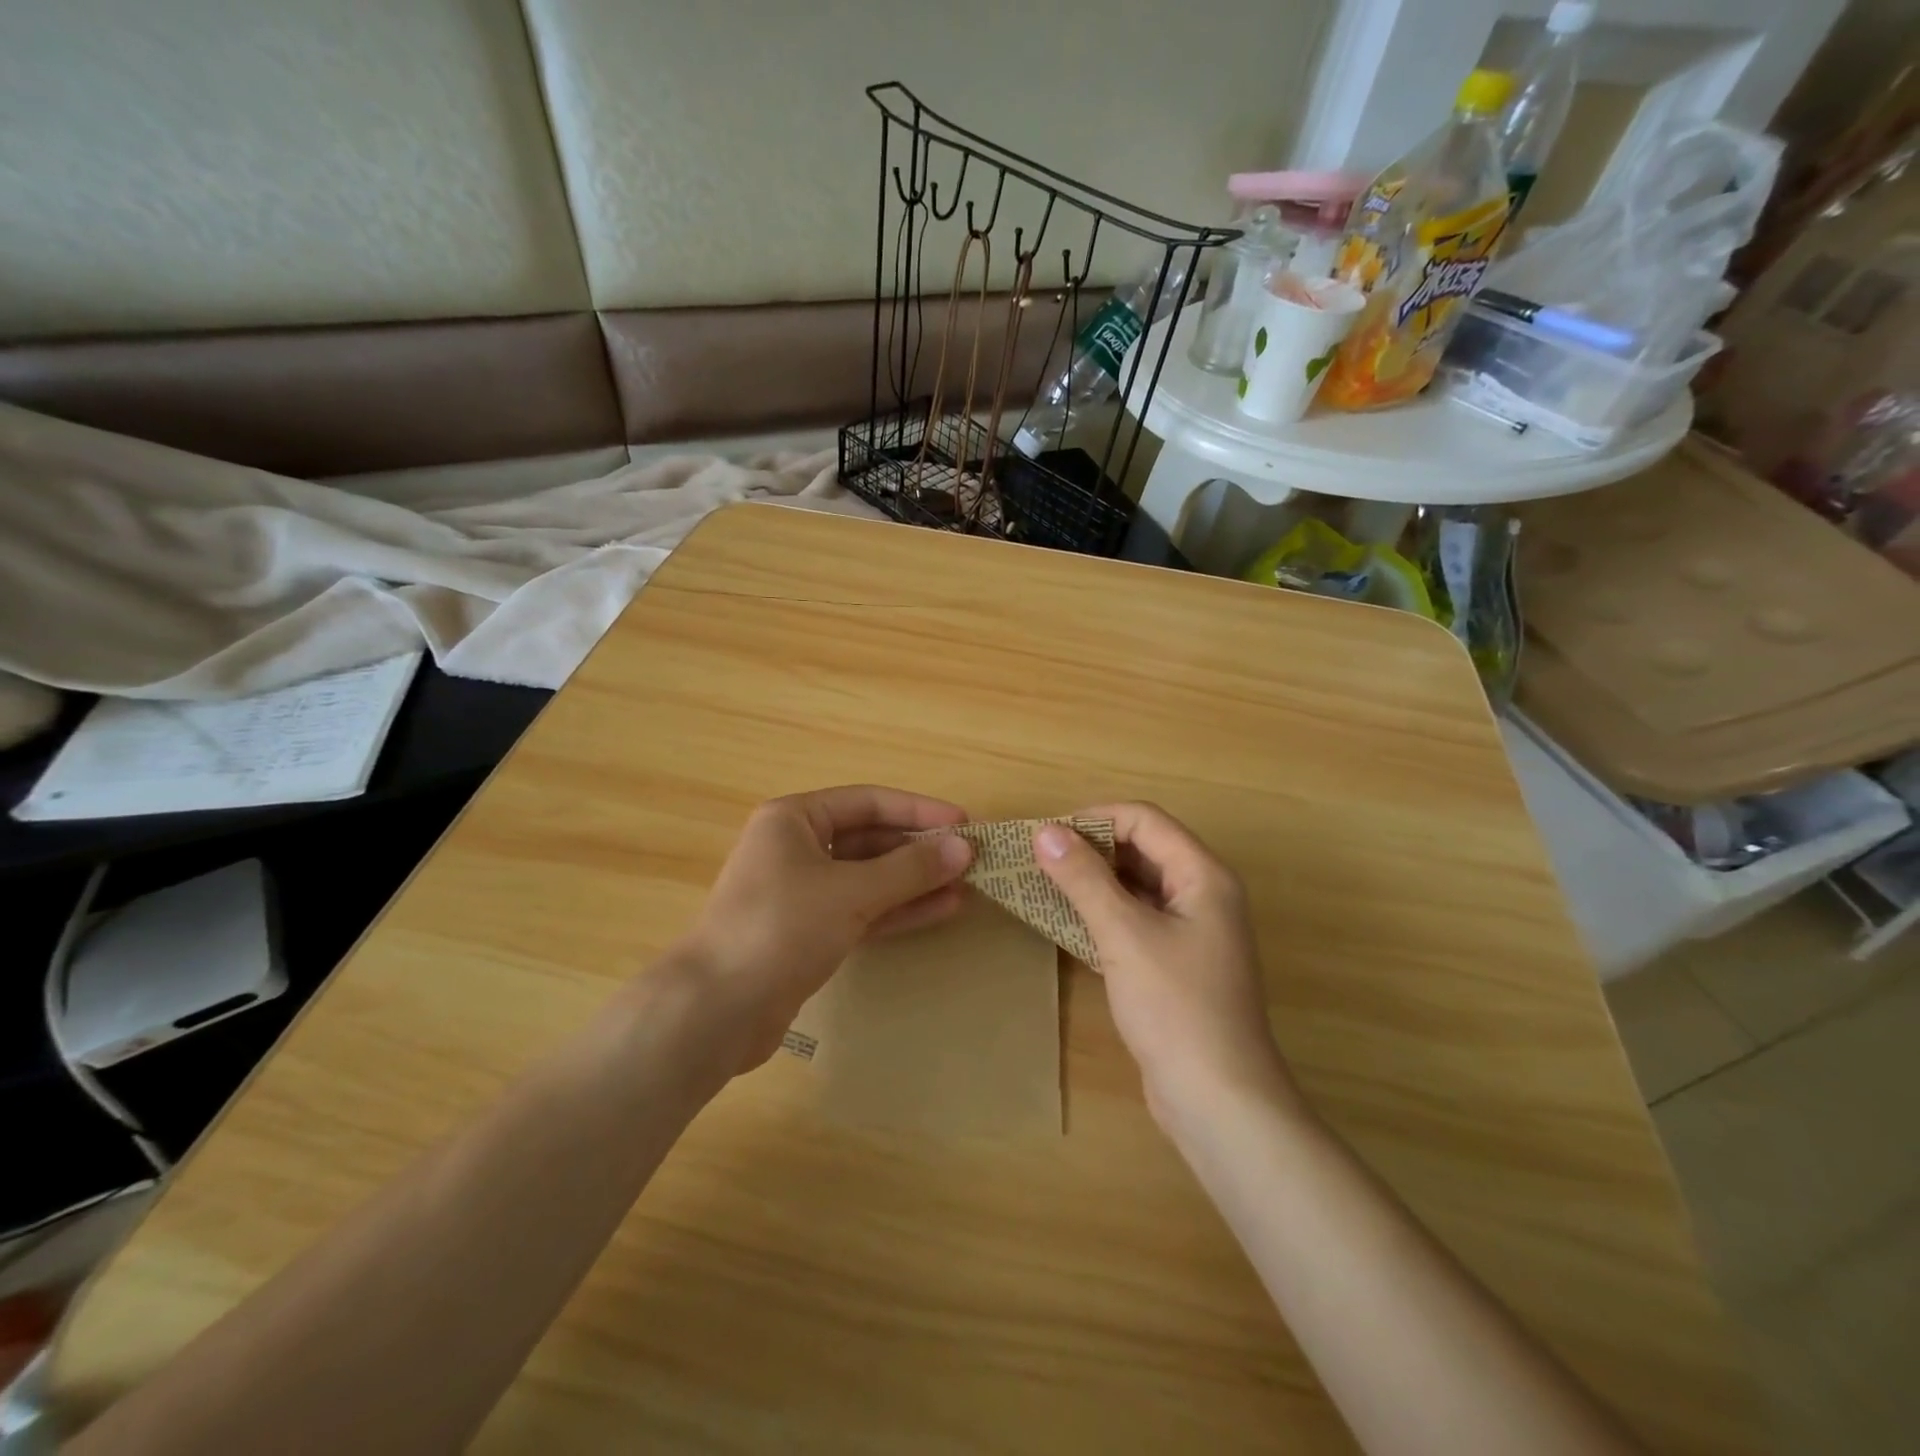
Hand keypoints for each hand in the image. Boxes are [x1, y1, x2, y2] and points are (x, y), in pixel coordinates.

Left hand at [676, 785, 972, 1070]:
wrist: (717, 1009)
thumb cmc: (781, 928)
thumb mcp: (851, 892)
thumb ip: (910, 869)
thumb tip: (964, 848)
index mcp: (794, 819)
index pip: (868, 802)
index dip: (919, 810)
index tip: (964, 824)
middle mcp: (796, 848)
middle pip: (870, 839)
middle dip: (919, 849)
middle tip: (970, 859)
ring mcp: (802, 893)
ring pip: (869, 878)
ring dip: (915, 881)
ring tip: (966, 886)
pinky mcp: (809, 933)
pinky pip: (862, 911)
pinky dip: (898, 910)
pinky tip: (940, 910)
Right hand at [1034, 804, 1296, 1126]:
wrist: (1218, 1100)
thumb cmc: (1175, 1007)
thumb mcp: (1124, 935)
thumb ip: (1084, 878)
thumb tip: (1044, 831)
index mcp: (1203, 875)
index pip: (1145, 819)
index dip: (1094, 818)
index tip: (1046, 834)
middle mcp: (1204, 893)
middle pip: (1143, 847)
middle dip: (1091, 848)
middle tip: (1040, 860)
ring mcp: (1193, 929)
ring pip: (1138, 884)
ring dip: (1095, 881)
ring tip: (1046, 886)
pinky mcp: (1178, 961)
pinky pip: (1138, 918)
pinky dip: (1105, 913)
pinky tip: (1070, 923)